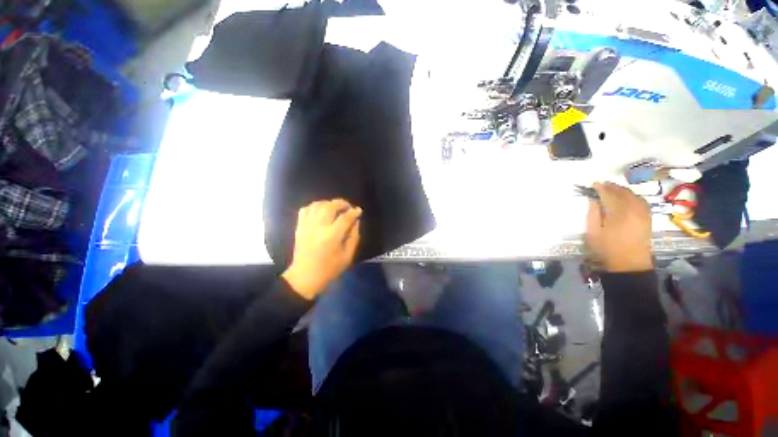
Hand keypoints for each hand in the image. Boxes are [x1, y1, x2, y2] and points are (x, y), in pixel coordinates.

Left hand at [281, 199, 361, 298]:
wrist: (304, 277)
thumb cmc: (329, 269)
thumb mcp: (348, 256)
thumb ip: (354, 237)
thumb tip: (356, 221)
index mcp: (332, 236)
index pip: (345, 218)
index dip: (354, 212)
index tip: (359, 211)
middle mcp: (318, 227)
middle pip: (330, 207)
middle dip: (341, 203)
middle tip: (348, 207)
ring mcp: (307, 226)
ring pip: (317, 205)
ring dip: (328, 203)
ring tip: (336, 207)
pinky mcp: (299, 227)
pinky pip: (305, 209)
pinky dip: (315, 206)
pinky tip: (321, 210)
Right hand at [586, 182, 652, 272]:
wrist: (629, 264)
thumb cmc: (607, 249)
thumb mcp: (593, 232)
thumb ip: (593, 214)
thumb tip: (593, 199)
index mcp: (618, 213)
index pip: (609, 194)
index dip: (600, 188)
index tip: (592, 184)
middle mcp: (634, 210)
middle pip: (622, 192)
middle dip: (611, 187)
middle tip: (600, 185)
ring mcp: (643, 213)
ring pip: (633, 195)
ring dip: (621, 190)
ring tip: (611, 189)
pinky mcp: (648, 217)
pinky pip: (640, 200)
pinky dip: (632, 195)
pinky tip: (626, 197)